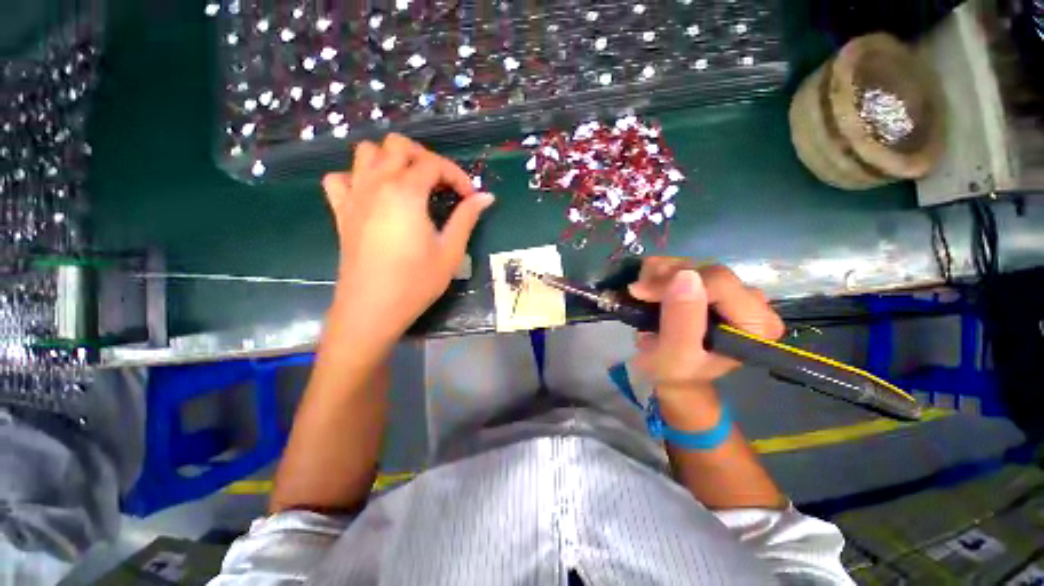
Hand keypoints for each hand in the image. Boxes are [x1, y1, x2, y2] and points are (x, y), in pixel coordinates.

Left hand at [322, 134, 493, 335]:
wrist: (372, 308)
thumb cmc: (416, 282)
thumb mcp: (450, 251)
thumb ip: (467, 218)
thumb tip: (486, 197)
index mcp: (406, 192)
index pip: (434, 164)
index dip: (457, 176)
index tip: (469, 197)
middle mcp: (377, 184)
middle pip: (398, 145)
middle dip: (425, 158)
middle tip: (441, 185)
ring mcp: (354, 195)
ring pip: (366, 152)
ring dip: (391, 160)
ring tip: (410, 184)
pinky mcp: (341, 211)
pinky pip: (341, 178)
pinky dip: (358, 178)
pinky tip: (374, 196)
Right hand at [628, 259, 784, 397]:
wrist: (669, 370)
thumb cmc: (674, 370)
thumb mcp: (675, 354)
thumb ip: (682, 321)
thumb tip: (685, 276)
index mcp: (756, 325)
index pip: (719, 284)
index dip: (675, 283)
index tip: (642, 293)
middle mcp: (752, 302)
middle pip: (706, 270)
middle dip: (665, 277)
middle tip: (637, 292)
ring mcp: (731, 289)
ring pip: (694, 262)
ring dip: (659, 272)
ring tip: (641, 291)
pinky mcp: (711, 283)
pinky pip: (686, 263)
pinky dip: (661, 270)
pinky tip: (649, 285)